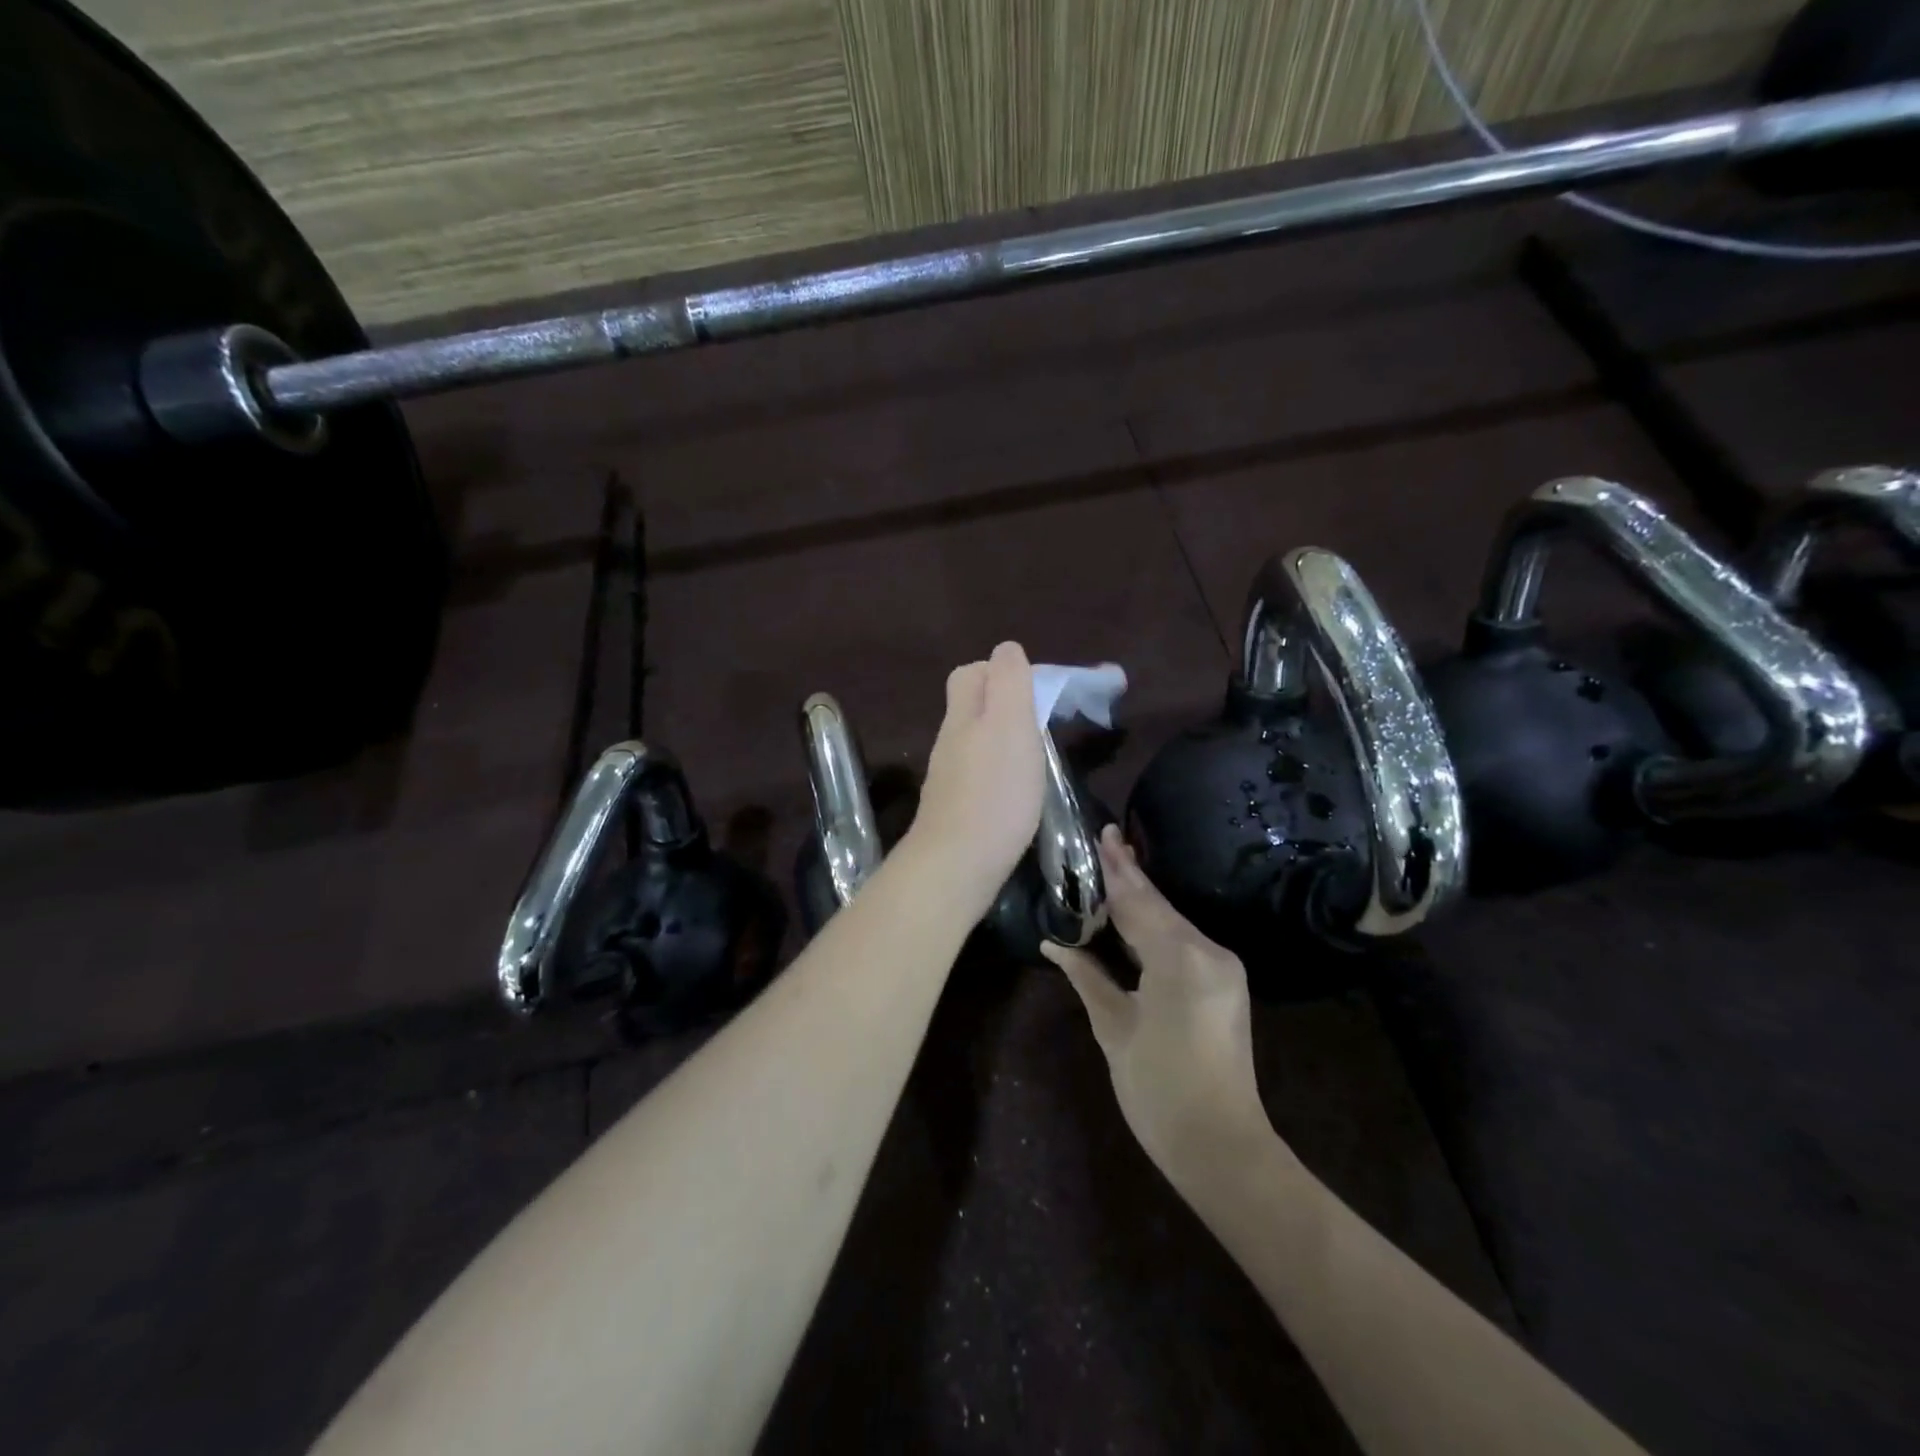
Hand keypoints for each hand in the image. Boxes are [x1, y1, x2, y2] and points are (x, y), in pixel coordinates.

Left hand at [907, 642, 1046, 917]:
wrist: (956, 865)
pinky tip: (1016, 790)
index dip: (1002, 670)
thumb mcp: (1010, 725)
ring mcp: (948, 776)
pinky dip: (997, 770)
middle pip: (970, 705)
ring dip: (1002, 738)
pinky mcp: (954, 809)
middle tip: (1039, 720)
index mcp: (964, 715)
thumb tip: (1006, 649)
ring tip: (1035, 755)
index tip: (1038, 689)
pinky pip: (977, 773)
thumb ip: (1008, 682)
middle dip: (1003, 702)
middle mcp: (950, 740)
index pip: (972, 672)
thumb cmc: (994, 792)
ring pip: (974, 740)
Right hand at [1043, 827, 1273, 1181]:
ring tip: (1114, 865)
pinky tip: (1135, 911)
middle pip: (1158, 905)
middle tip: (1107, 838)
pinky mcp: (1224, 981)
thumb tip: (1055, 944)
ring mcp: (1222, 966)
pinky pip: (1182, 940)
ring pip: (1171, 920)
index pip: (1137, 903)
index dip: (1114, 871)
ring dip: (1142, 898)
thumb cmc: (1159, 1090)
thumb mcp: (1114, 1029)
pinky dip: (1155, 924)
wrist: (1222, 1146)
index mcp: (1179, 960)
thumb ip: (1087, 977)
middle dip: (1130, 875)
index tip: (1101, 834)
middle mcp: (1208, 952)